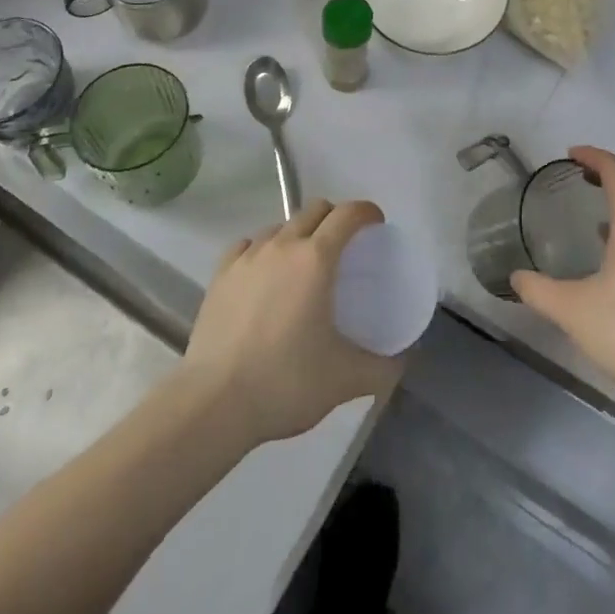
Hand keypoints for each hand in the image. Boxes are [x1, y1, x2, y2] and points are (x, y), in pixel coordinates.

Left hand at [183, 199, 405, 447]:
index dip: (367, 212)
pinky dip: (263, 249)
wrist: (213, 404)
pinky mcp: (220, 274)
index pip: (348, 214)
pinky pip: (248, 245)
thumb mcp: (345, 379)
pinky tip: (264, 273)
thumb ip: (381, 368)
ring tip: (303, 264)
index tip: (376, 226)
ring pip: (280, 226)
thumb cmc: (286, 382)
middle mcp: (283, 245)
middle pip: (315, 210)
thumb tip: (400, 363)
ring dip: (298, 234)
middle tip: (345, 247)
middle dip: (335, 218)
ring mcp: (248, 257)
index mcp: (317, 258)